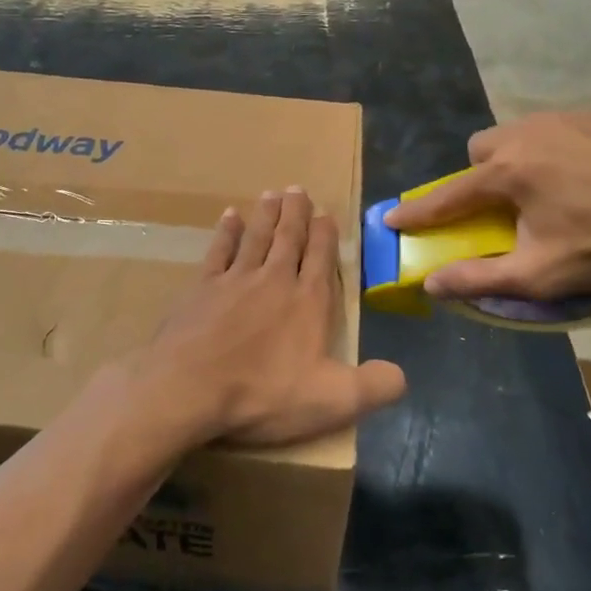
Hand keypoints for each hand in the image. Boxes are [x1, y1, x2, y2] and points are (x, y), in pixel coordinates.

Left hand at [124, 189, 406, 448]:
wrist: (189, 387)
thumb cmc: (263, 394)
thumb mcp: (332, 401)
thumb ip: (374, 387)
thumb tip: (401, 375)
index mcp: (307, 302)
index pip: (321, 259)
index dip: (325, 235)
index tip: (326, 213)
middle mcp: (274, 280)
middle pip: (288, 239)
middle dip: (296, 213)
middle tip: (298, 189)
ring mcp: (235, 280)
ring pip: (256, 237)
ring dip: (266, 215)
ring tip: (272, 193)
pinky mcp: (202, 288)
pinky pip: (218, 251)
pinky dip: (226, 232)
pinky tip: (229, 216)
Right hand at [381, 112, 590, 301]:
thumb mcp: (540, 273)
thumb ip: (480, 277)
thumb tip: (432, 284)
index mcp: (507, 172)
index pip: (448, 195)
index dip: (418, 211)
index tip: (392, 218)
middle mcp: (525, 135)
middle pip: (480, 150)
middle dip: (478, 175)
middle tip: (501, 205)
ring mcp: (561, 120)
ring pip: (515, 134)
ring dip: (512, 159)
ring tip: (542, 190)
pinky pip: (550, 129)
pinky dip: (548, 150)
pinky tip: (577, 175)